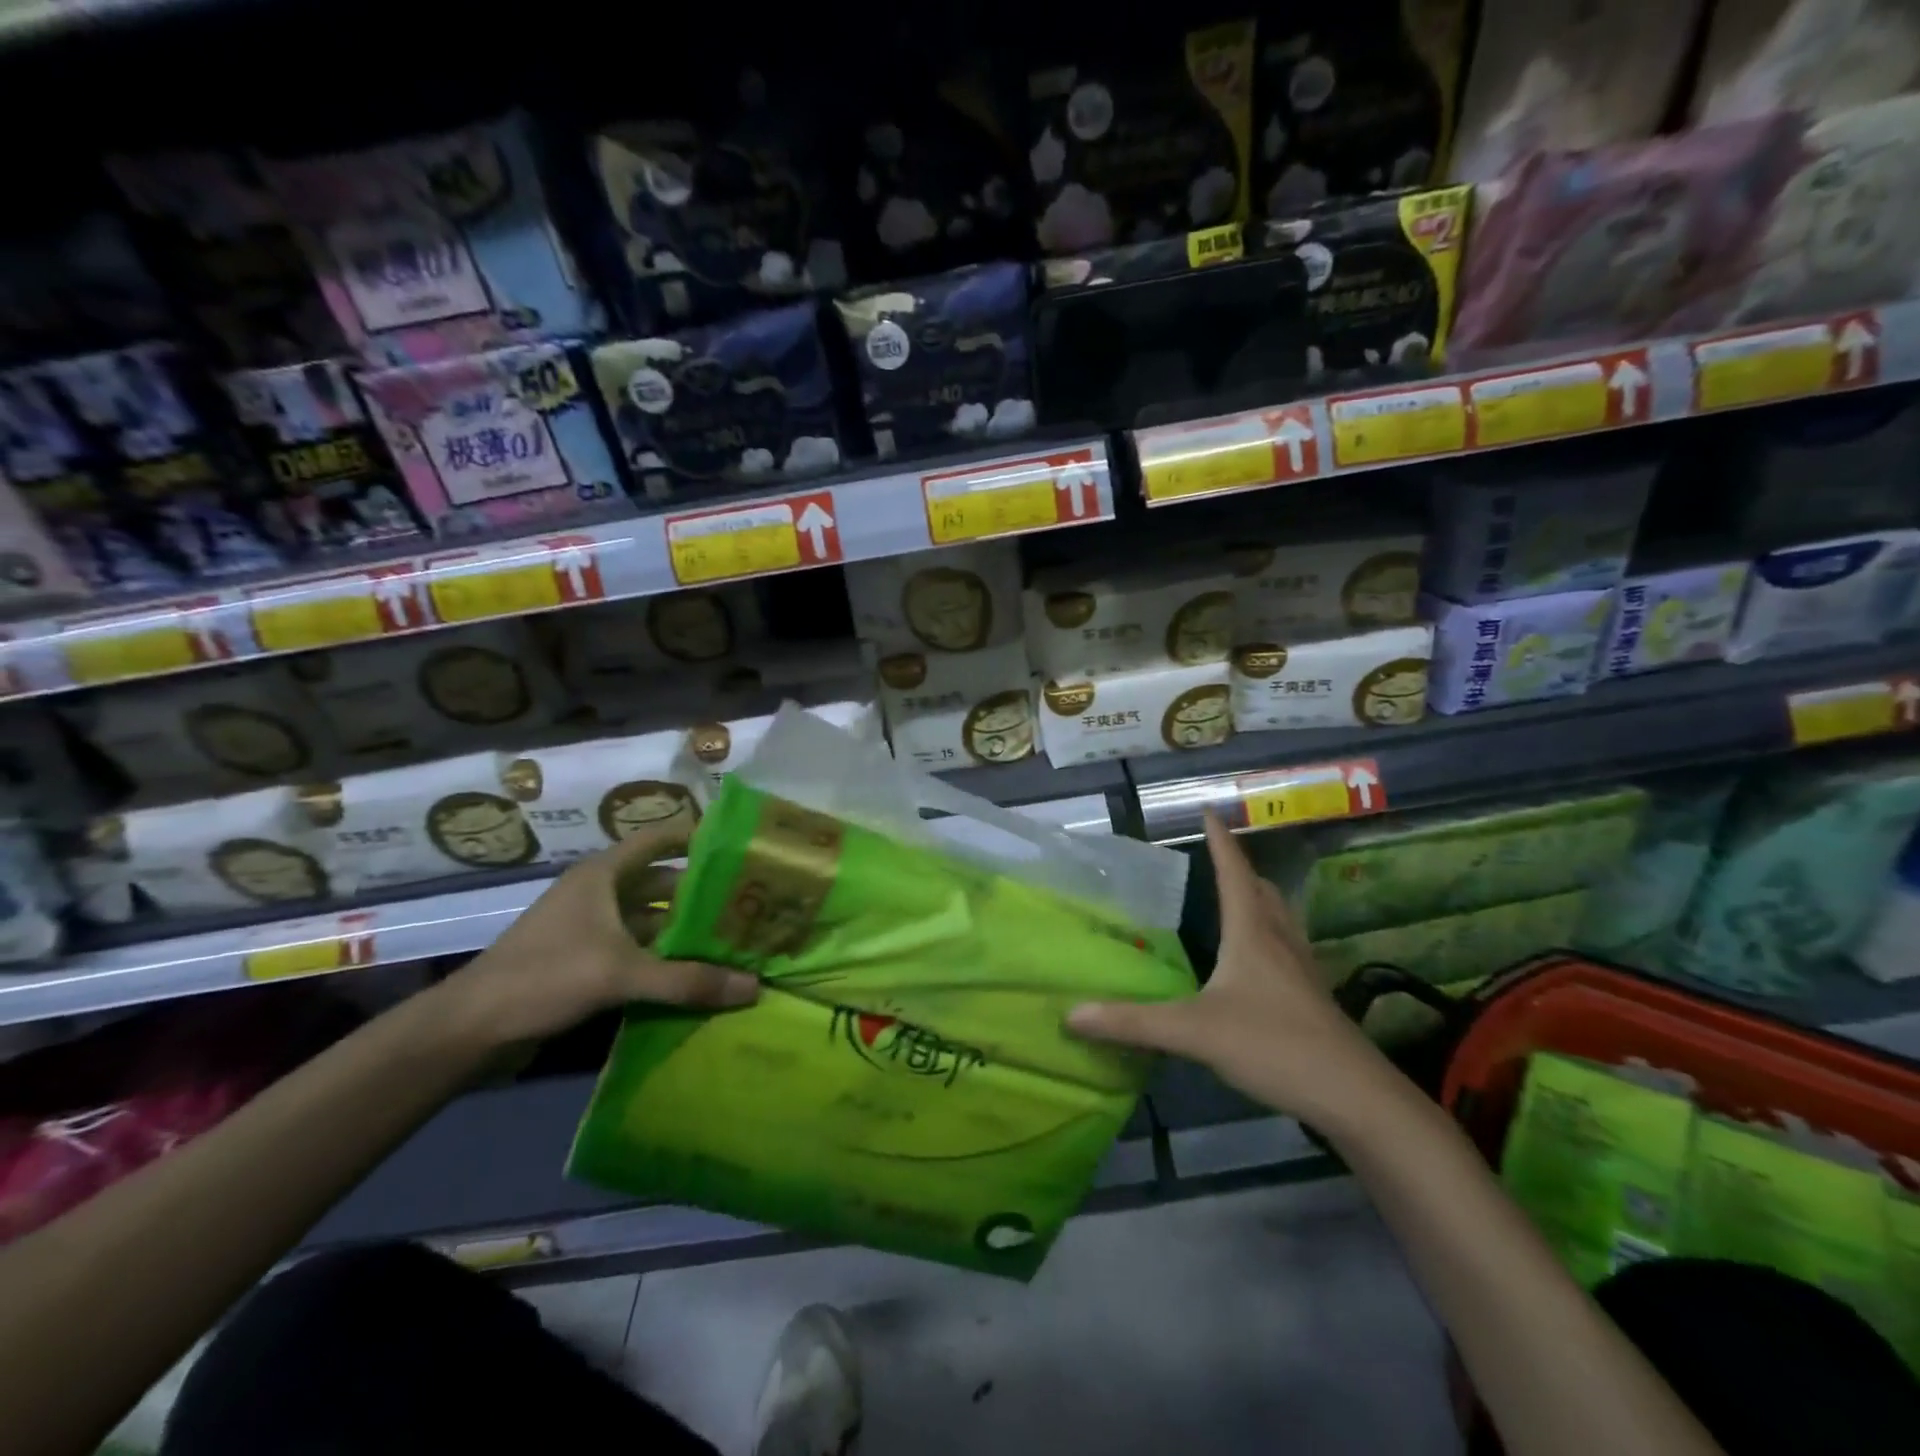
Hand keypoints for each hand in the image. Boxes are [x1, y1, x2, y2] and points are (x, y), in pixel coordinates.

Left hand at [444, 827, 758, 1047]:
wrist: (469, 1028)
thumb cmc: (545, 976)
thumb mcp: (621, 974)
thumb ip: (688, 981)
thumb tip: (754, 988)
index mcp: (603, 875)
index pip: (659, 839)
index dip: (697, 836)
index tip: (740, 846)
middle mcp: (600, 893)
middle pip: (662, 883)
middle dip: (702, 892)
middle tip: (750, 902)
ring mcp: (592, 928)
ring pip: (651, 920)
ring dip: (684, 930)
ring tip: (733, 939)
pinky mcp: (586, 961)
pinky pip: (638, 950)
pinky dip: (665, 958)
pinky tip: (696, 973)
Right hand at [1067, 813, 1390, 1125]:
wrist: (1354, 1096)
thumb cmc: (1274, 1045)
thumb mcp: (1194, 1032)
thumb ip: (1132, 1022)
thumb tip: (1071, 1013)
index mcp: (1252, 933)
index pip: (1233, 873)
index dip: (1219, 841)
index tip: (1209, 811)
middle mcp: (1280, 940)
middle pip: (1261, 890)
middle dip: (1238, 869)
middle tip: (1215, 859)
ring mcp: (1301, 970)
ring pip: (1279, 918)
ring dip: (1257, 900)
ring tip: (1235, 900)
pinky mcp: (1312, 998)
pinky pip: (1286, 948)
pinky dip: (1267, 936)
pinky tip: (1254, 963)